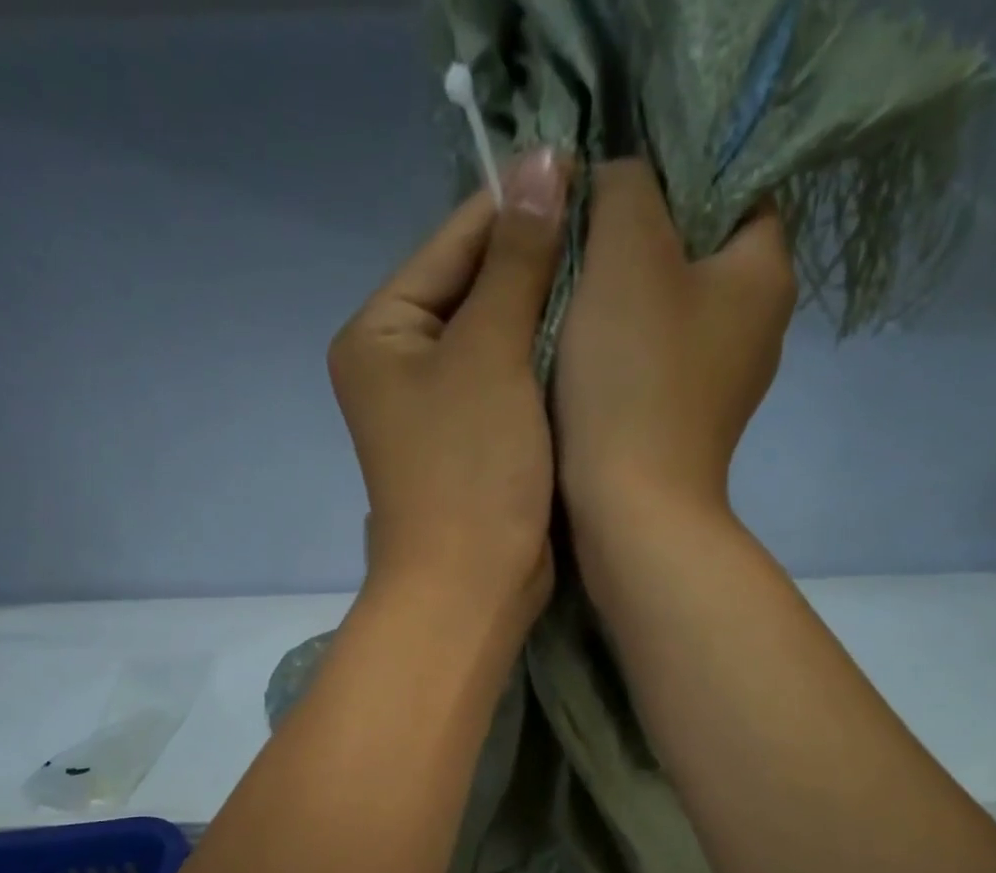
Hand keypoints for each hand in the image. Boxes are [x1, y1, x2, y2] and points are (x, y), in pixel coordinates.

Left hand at [329, 150, 572, 630]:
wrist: (472, 586)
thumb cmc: (470, 470)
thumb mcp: (491, 355)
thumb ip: (517, 261)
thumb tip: (544, 162)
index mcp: (381, 333)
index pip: (453, 244)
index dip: (518, 208)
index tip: (590, 178)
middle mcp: (402, 364)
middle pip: (476, 289)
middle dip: (537, 265)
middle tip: (613, 232)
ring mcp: (438, 408)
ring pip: (501, 338)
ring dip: (548, 314)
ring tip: (614, 276)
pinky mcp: (475, 443)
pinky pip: (513, 383)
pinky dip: (547, 364)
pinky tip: (593, 341)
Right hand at [556, 159, 796, 532]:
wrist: (631, 512)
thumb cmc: (634, 379)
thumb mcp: (625, 253)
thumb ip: (622, 188)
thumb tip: (614, 183)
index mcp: (765, 273)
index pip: (735, 188)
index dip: (672, 175)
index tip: (609, 191)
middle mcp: (757, 328)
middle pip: (695, 253)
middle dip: (636, 243)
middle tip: (576, 242)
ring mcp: (721, 386)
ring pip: (667, 314)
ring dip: (619, 304)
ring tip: (566, 299)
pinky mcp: (684, 426)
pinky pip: (652, 366)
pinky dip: (619, 357)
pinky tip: (578, 361)